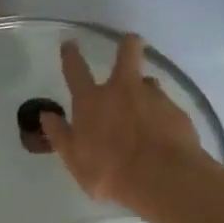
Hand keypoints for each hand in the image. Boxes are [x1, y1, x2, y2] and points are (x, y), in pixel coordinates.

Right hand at [40, 36, 206, 212]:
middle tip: (130, 44)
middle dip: (128, 45)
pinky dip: (162, 116)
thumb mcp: (74, 159)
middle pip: (127, 52)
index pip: (76, 70)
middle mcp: (122, 90)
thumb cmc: (109, 172)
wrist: (162, 178)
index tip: (70, 44)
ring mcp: (153, 97)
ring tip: (146, 112)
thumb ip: (60, 135)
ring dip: (145, 91)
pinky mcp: (177, 111)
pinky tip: (163, 135)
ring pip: (149, 82)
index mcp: (92, 101)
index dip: (71, 55)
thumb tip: (46, 115)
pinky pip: (166, 107)